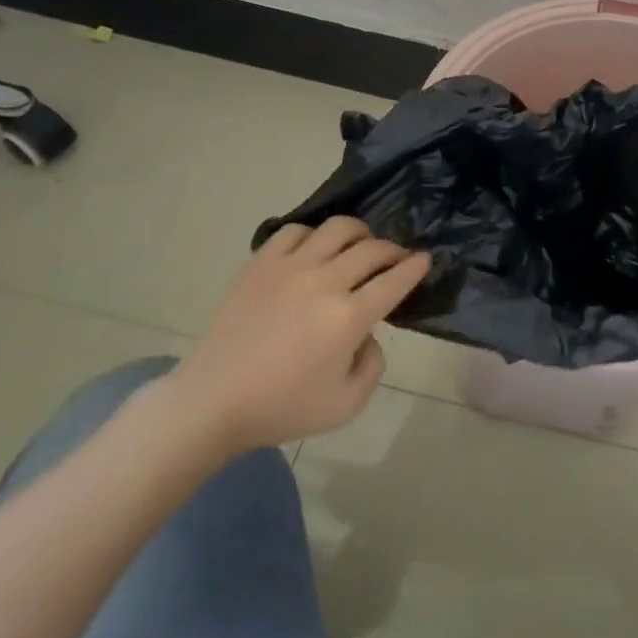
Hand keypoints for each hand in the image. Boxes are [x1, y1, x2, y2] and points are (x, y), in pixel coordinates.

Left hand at [162, 217, 429, 460]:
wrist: (212, 403)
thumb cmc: (281, 408)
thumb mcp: (346, 406)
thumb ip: (373, 365)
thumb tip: (368, 333)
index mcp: (348, 318)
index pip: (395, 279)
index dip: (416, 266)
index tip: (425, 258)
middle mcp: (325, 282)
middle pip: (372, 249)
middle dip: (393, 250)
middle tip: (396, 259)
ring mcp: (290, 267)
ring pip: (338, 228)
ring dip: (359, 233)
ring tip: (359, 244)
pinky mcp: (261, 262)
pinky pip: (295, 230)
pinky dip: (313, 235)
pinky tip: (314, 251)